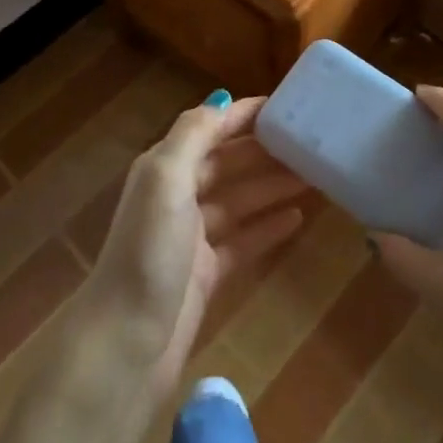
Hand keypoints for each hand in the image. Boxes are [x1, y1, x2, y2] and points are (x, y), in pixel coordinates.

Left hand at [72, 93, 307, 415]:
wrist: (126, 344)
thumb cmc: (148, 252)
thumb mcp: (166, 179)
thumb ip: (193, 135)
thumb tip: (221, 98)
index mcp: (164, 167)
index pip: (210, 128)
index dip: (243, 115)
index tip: (287, 106)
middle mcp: (176, 195)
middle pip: (227, 163)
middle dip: (265, 151)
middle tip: (313, 144)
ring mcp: (192, 237)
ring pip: (239, 201)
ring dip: (272, 186)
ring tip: (316, 177)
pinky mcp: (206, 274)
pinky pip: (243, 241)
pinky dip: (267, 227)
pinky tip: (298, 218)